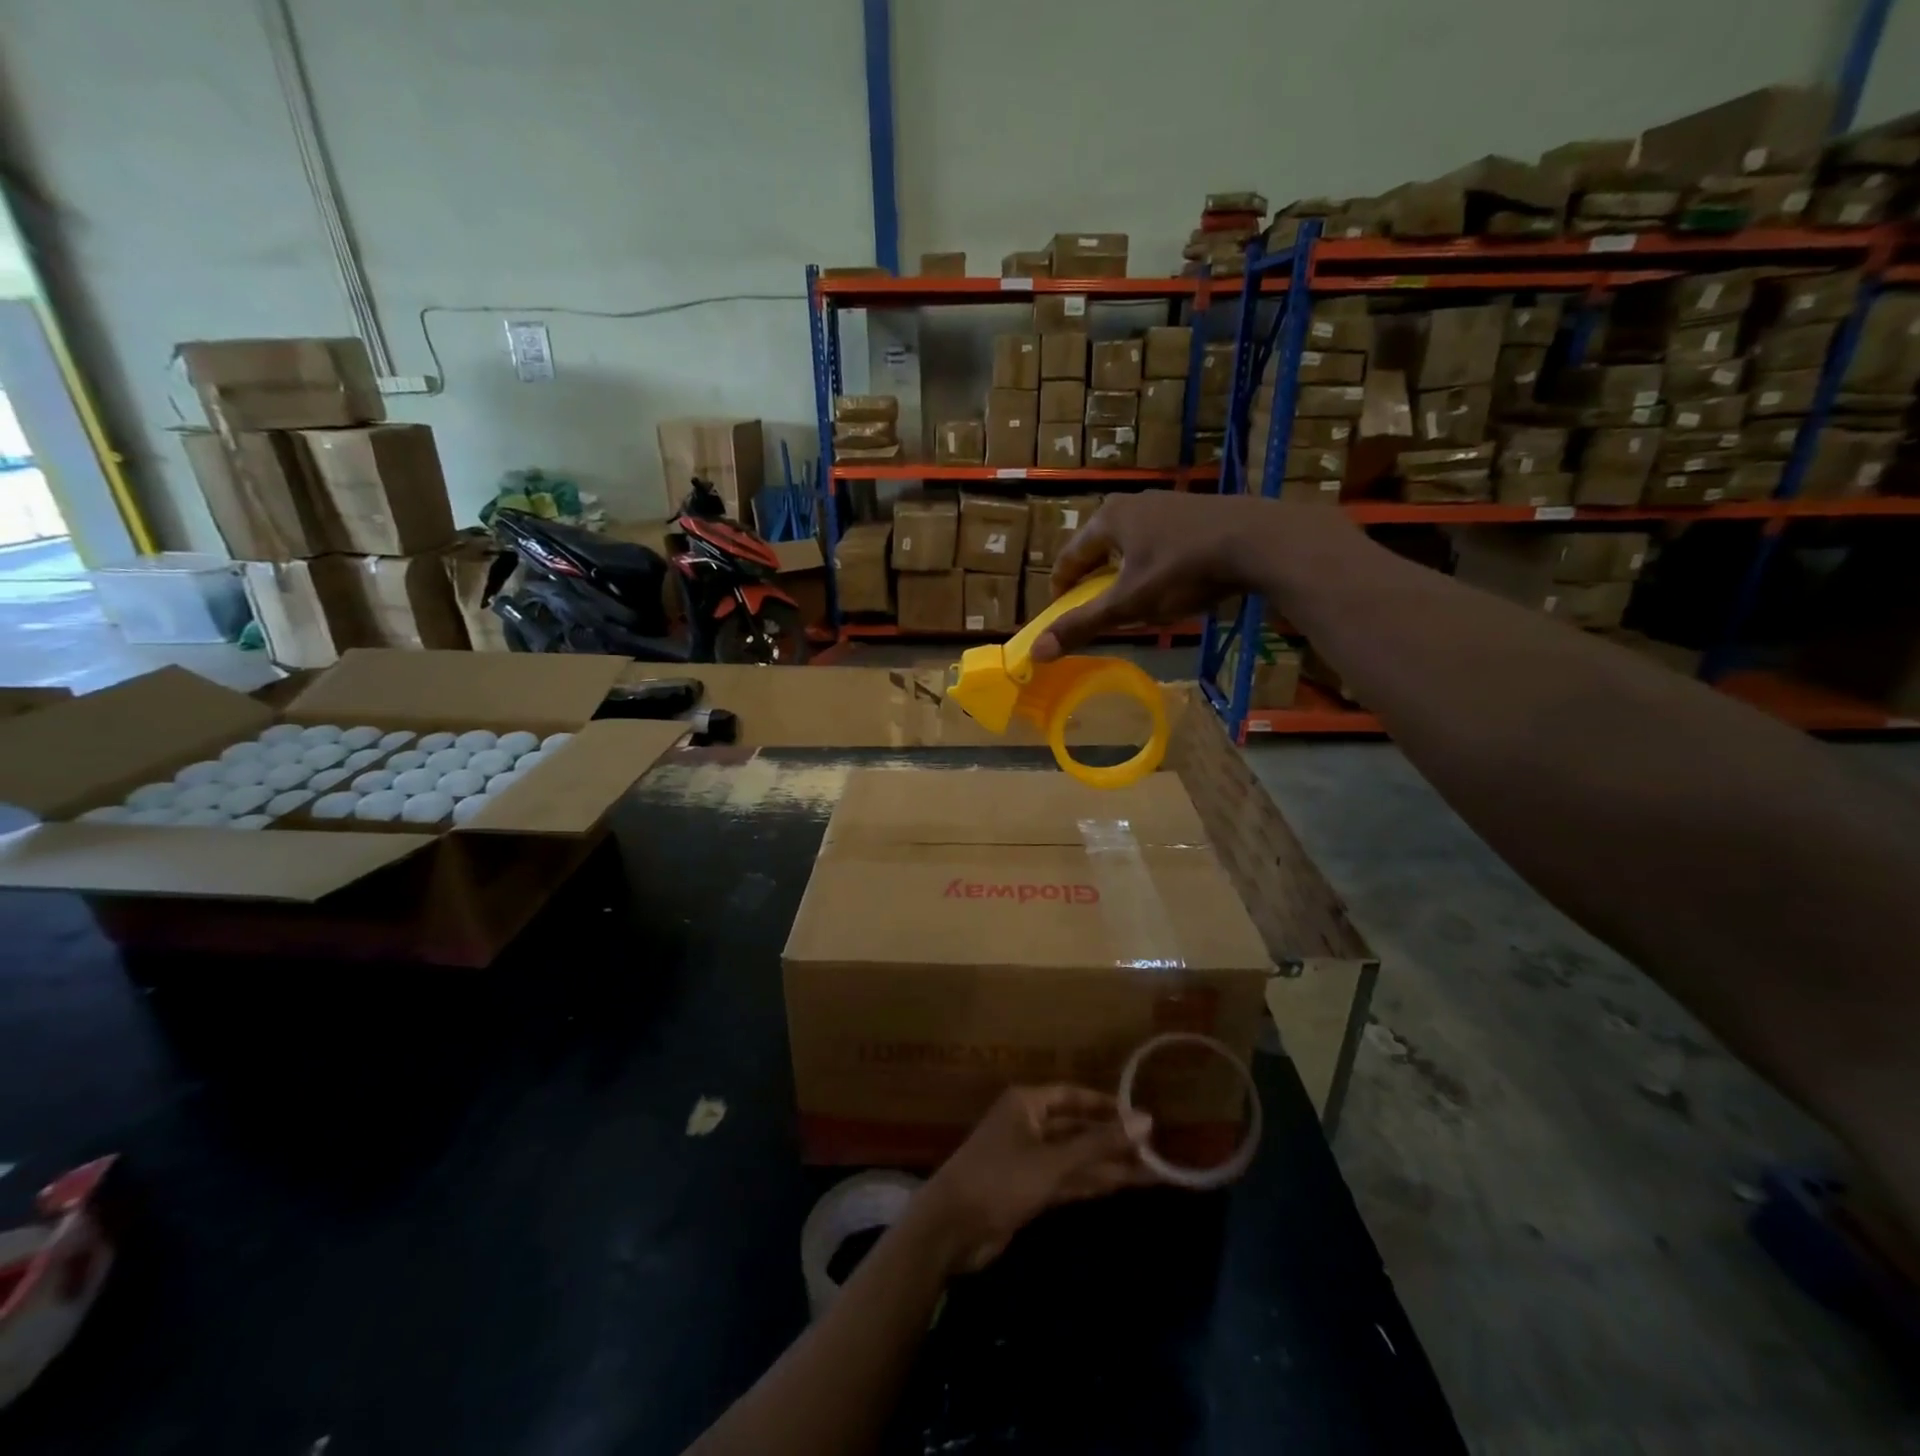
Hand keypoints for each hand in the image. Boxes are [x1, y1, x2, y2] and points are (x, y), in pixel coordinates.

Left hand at [911, 1087, 1156, 1275]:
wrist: (953, 1229)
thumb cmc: (1000, 1179)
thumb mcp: (1053, 1161)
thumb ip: (1099, 1144)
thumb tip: (1145, 1121)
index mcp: (1027, 1103)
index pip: (1072, 1096)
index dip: (1105, 1105)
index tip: (1140, 1116)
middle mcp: (1028, 1124)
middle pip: (1076, 1128)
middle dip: (1112, 1140)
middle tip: (1156, 1150)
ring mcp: (1028, 1158)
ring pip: (1075, 1157)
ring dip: (1108, 1165)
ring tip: (1152, 1172)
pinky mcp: (1028, 1189)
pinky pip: (1067, 1179)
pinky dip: (1091, 1182)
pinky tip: (1122, 1185)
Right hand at [1033, 494, 1277, 660]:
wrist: (1259, 541)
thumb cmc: (1183, 570)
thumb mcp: (1129, 604)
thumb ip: (1083, 625)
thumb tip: (1036, 652)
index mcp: (1107, 519)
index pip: (1068, 557)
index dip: (1061, 589)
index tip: (1061, 615)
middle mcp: (1133, 503)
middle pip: (1099, 550)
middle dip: (1095, 582)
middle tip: (1098, 611)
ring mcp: (1168, 505)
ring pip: (1132, 546)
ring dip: (1126, 575)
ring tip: (1135, 602)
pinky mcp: (1197, 512)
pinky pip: (1161, 544)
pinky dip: (1155, 566)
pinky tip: (1173, 585)